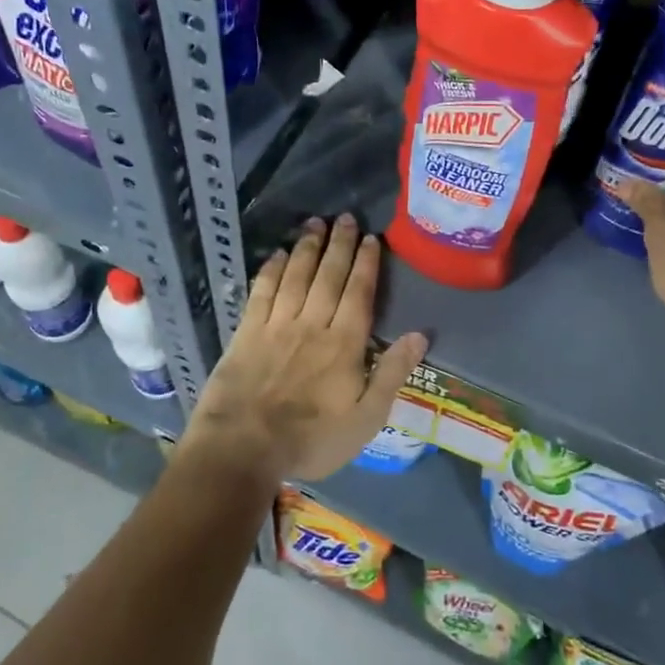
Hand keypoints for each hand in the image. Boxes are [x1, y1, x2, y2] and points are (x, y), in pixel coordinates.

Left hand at [186, 215, 427, 482]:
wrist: (244, 447)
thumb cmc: (311, 439)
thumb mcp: (366, 419)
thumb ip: (392, 374)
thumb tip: (420, 335)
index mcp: (344, 344)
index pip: (358, 293)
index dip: (366, 264)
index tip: (371, 238)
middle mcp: (312, 324)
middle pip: (329, 276)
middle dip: (339, 244)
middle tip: (345, 217)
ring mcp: (277, 325)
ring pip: (296, 276)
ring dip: (307, 247)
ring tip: (315, 223)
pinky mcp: (247, 332)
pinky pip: (262, 292)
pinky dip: (271, 270)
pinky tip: (277, 254)